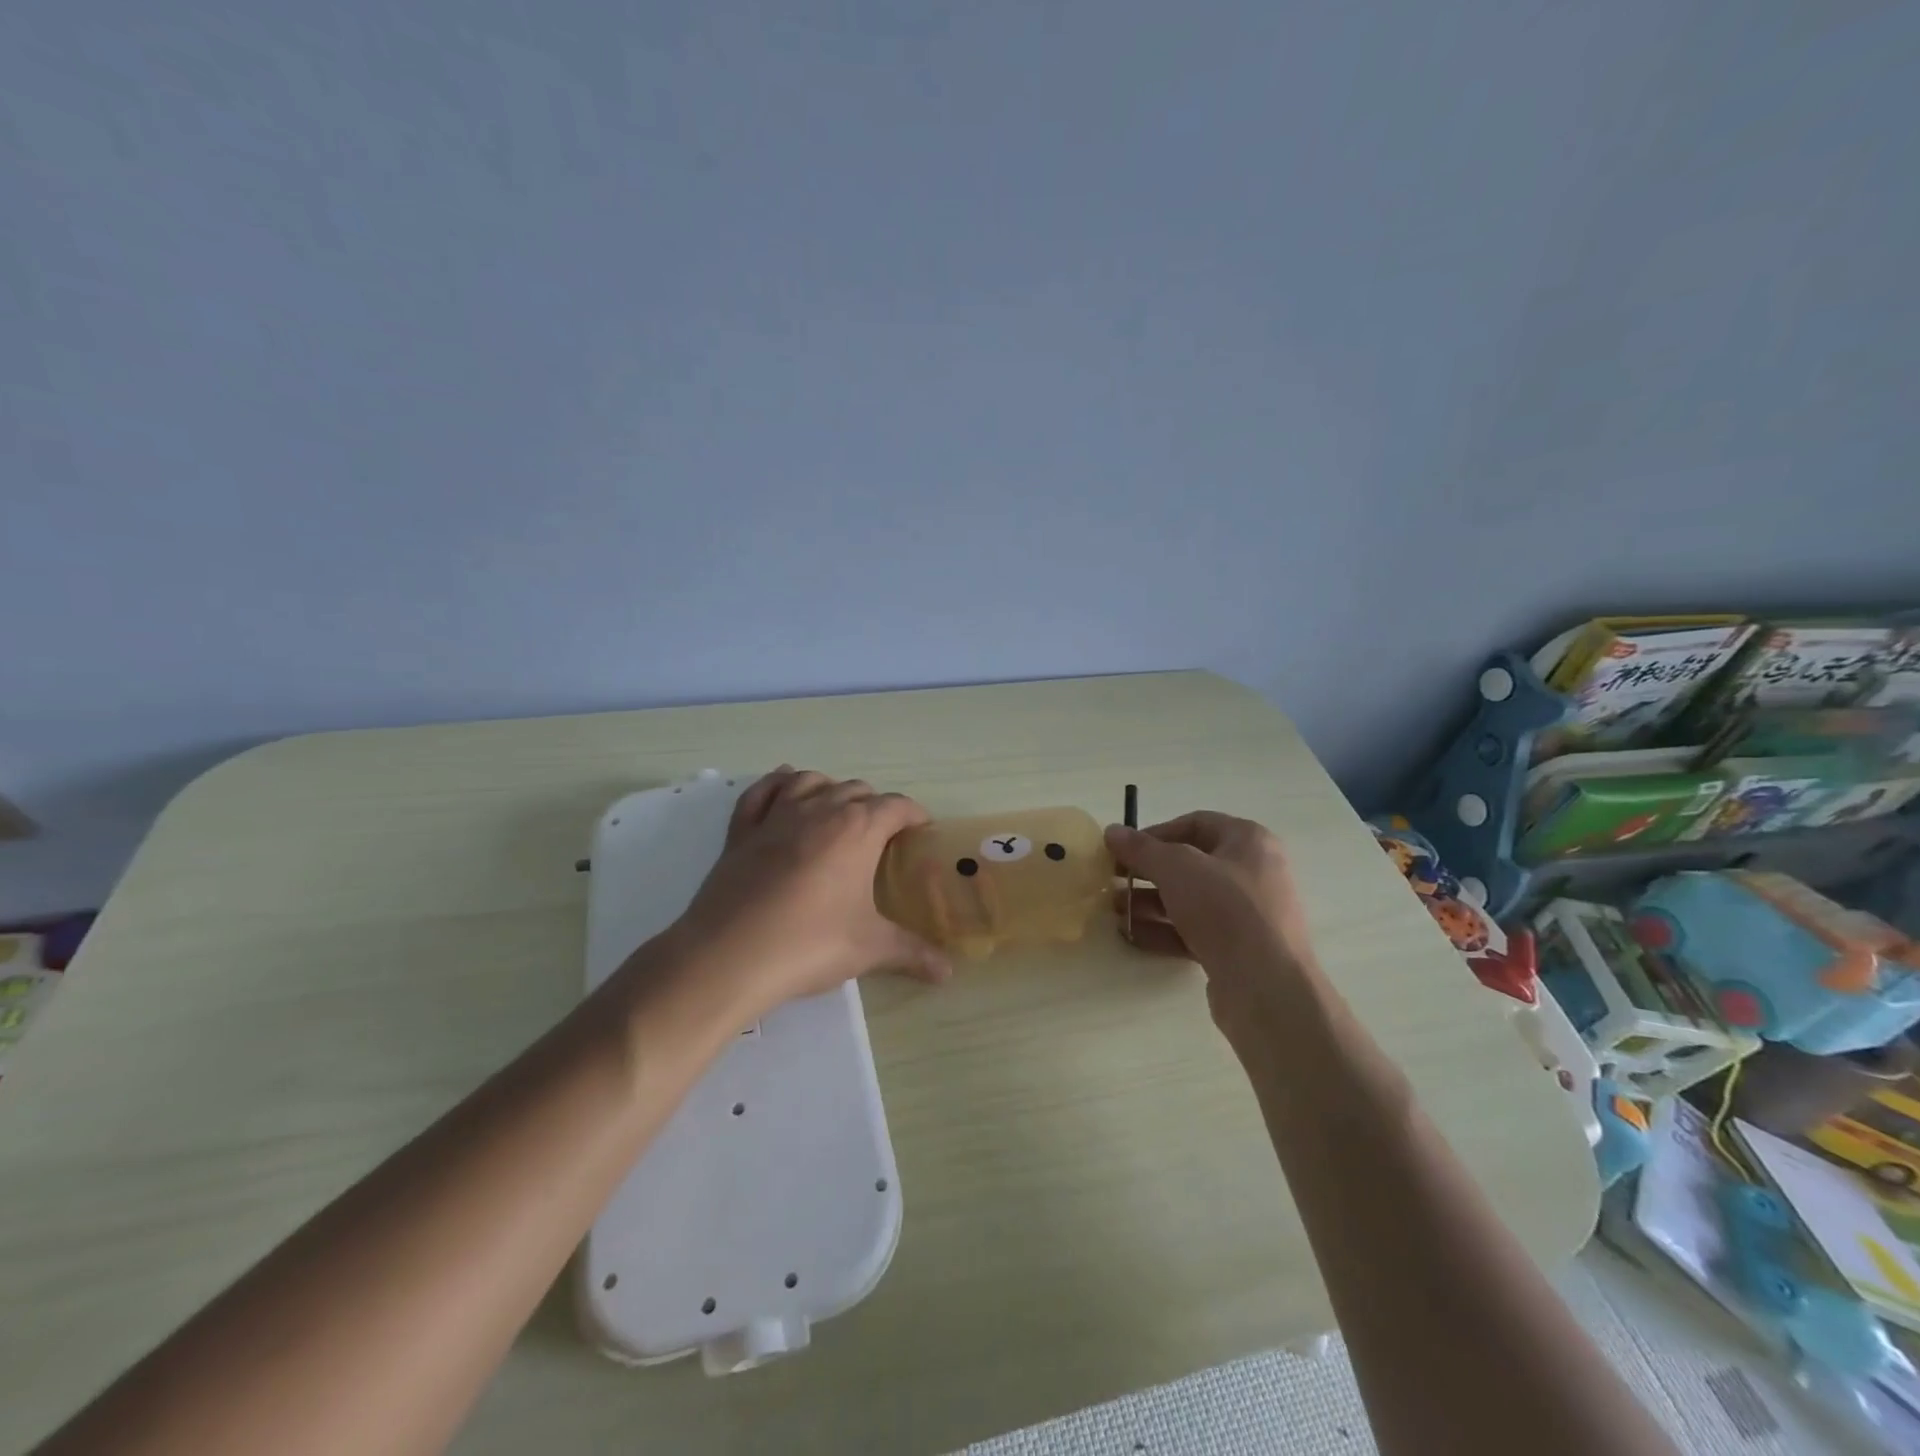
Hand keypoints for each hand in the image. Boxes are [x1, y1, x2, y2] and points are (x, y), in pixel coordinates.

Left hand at [667, 768, 951, 1025]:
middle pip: (856, 790)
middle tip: (883, 836)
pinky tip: (784, 786)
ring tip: (839, 809)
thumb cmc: (810, 944)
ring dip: (830, 788)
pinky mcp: (742, 830)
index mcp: (858, 829)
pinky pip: (762, 792)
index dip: (914, 815)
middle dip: (875, 806)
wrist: (729, 955)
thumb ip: (912, 953)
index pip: (896, 806)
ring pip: (810, 781)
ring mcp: (776, 816)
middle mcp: (820, 810)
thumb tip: (947, 972)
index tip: (921, 830)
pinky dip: (777, 783)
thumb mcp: (869, 949)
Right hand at [1104, 811, 1316, 1029]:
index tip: (1124, 850)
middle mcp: (1253, 873)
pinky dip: (1163, 930)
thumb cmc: (1225, 909)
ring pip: (1190, 900)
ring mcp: (1247, 914)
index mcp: (1249, 841)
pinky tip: (1131, 935)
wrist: (1267, 987)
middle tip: (1113, 881)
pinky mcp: (1237, 950)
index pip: (1196, 824)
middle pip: (1190, 864)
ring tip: (1114, 911)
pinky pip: (1194, 931)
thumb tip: (1112, 831)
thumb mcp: (1176, 869)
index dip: (1155, 833)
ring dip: (1149, 903)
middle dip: (1148, 872)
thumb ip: (1142, 849)